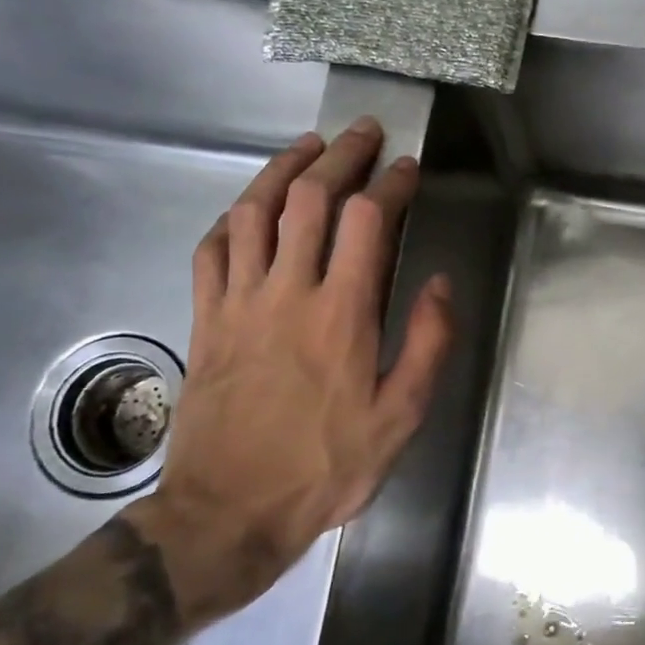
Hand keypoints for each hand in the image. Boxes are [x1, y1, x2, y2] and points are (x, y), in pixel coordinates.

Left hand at [135, 119, 454, 626]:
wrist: (229, 511)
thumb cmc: (327, 465)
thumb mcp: (401, 416)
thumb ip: (427, 345)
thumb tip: (439, 283)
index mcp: (342, 314)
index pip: (367, 222)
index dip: (391, 184)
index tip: (409, 167)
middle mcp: (287, 293)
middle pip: (308, 199)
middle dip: (340, 156)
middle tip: (363, 133)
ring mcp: (238, 303)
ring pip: (252, 212)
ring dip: (282, 170)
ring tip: (307, 146)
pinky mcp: (205, 320)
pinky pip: (211, 251)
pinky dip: (231, 218)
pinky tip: (247, 208)